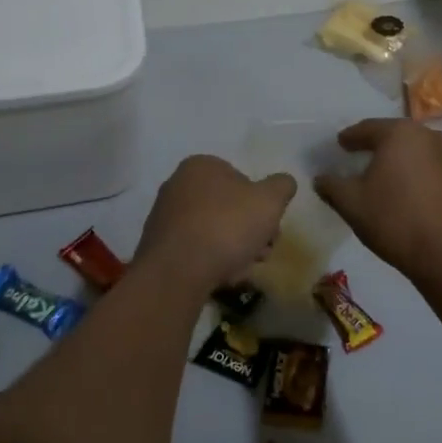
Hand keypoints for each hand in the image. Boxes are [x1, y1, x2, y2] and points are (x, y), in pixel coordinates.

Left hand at [137, 155, 295, 289]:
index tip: (271, 227)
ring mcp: (164, 217)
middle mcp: (178, 185)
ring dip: (234, 248)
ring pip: (213, 230)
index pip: (242, 179)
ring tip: (244, 269)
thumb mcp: (269, 201)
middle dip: (250, 230)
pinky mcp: (158, 247)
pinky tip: (221, 277)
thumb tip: (284, 183)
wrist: (176, 272)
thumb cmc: (226, 226)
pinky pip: (195, 250)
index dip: (261, 204)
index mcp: (201, 165)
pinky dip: (210, 261)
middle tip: (262, 251)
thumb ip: (282, 186)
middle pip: (228, 207)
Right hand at [315, 119, 441, 278]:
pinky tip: (413, 192)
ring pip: (418, 150)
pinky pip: (435, 167)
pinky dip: (421, 173)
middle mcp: (428, 136)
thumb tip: (321, 178)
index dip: (351, 137)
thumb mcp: (351, 204)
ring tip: (388, 175)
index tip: (341, 144)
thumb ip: (332, 186)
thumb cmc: (394, 220)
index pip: (368, 128)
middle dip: (378, 144)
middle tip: (362, 155)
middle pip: (396, 135)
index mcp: (399, 134)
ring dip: (402, 159)